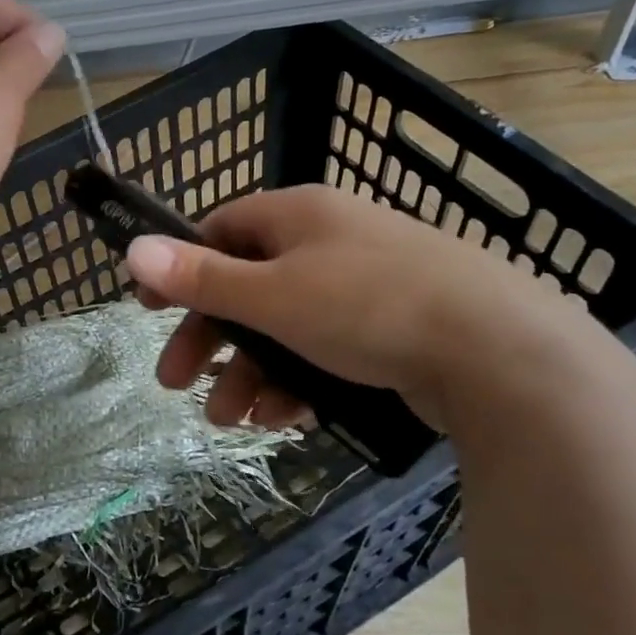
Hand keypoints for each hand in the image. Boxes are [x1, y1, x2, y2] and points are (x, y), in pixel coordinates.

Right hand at [126, 184, 596, 427]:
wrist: (502, 353)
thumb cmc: (369, 307)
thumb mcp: (272, 295)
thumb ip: (200, 277)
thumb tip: (133, 248)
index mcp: (297, 215)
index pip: (220, 230)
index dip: (180, 267)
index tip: (148, 308)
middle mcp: (327, 240)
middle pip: (246, 286)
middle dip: (209, 338)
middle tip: (174, 381)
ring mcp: (363, 285)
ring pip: (283, 327)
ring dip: (249, 372)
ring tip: (230, 420)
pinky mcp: (391, 328)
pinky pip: (323, 349)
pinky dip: (295, 381)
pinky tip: (282, 418)